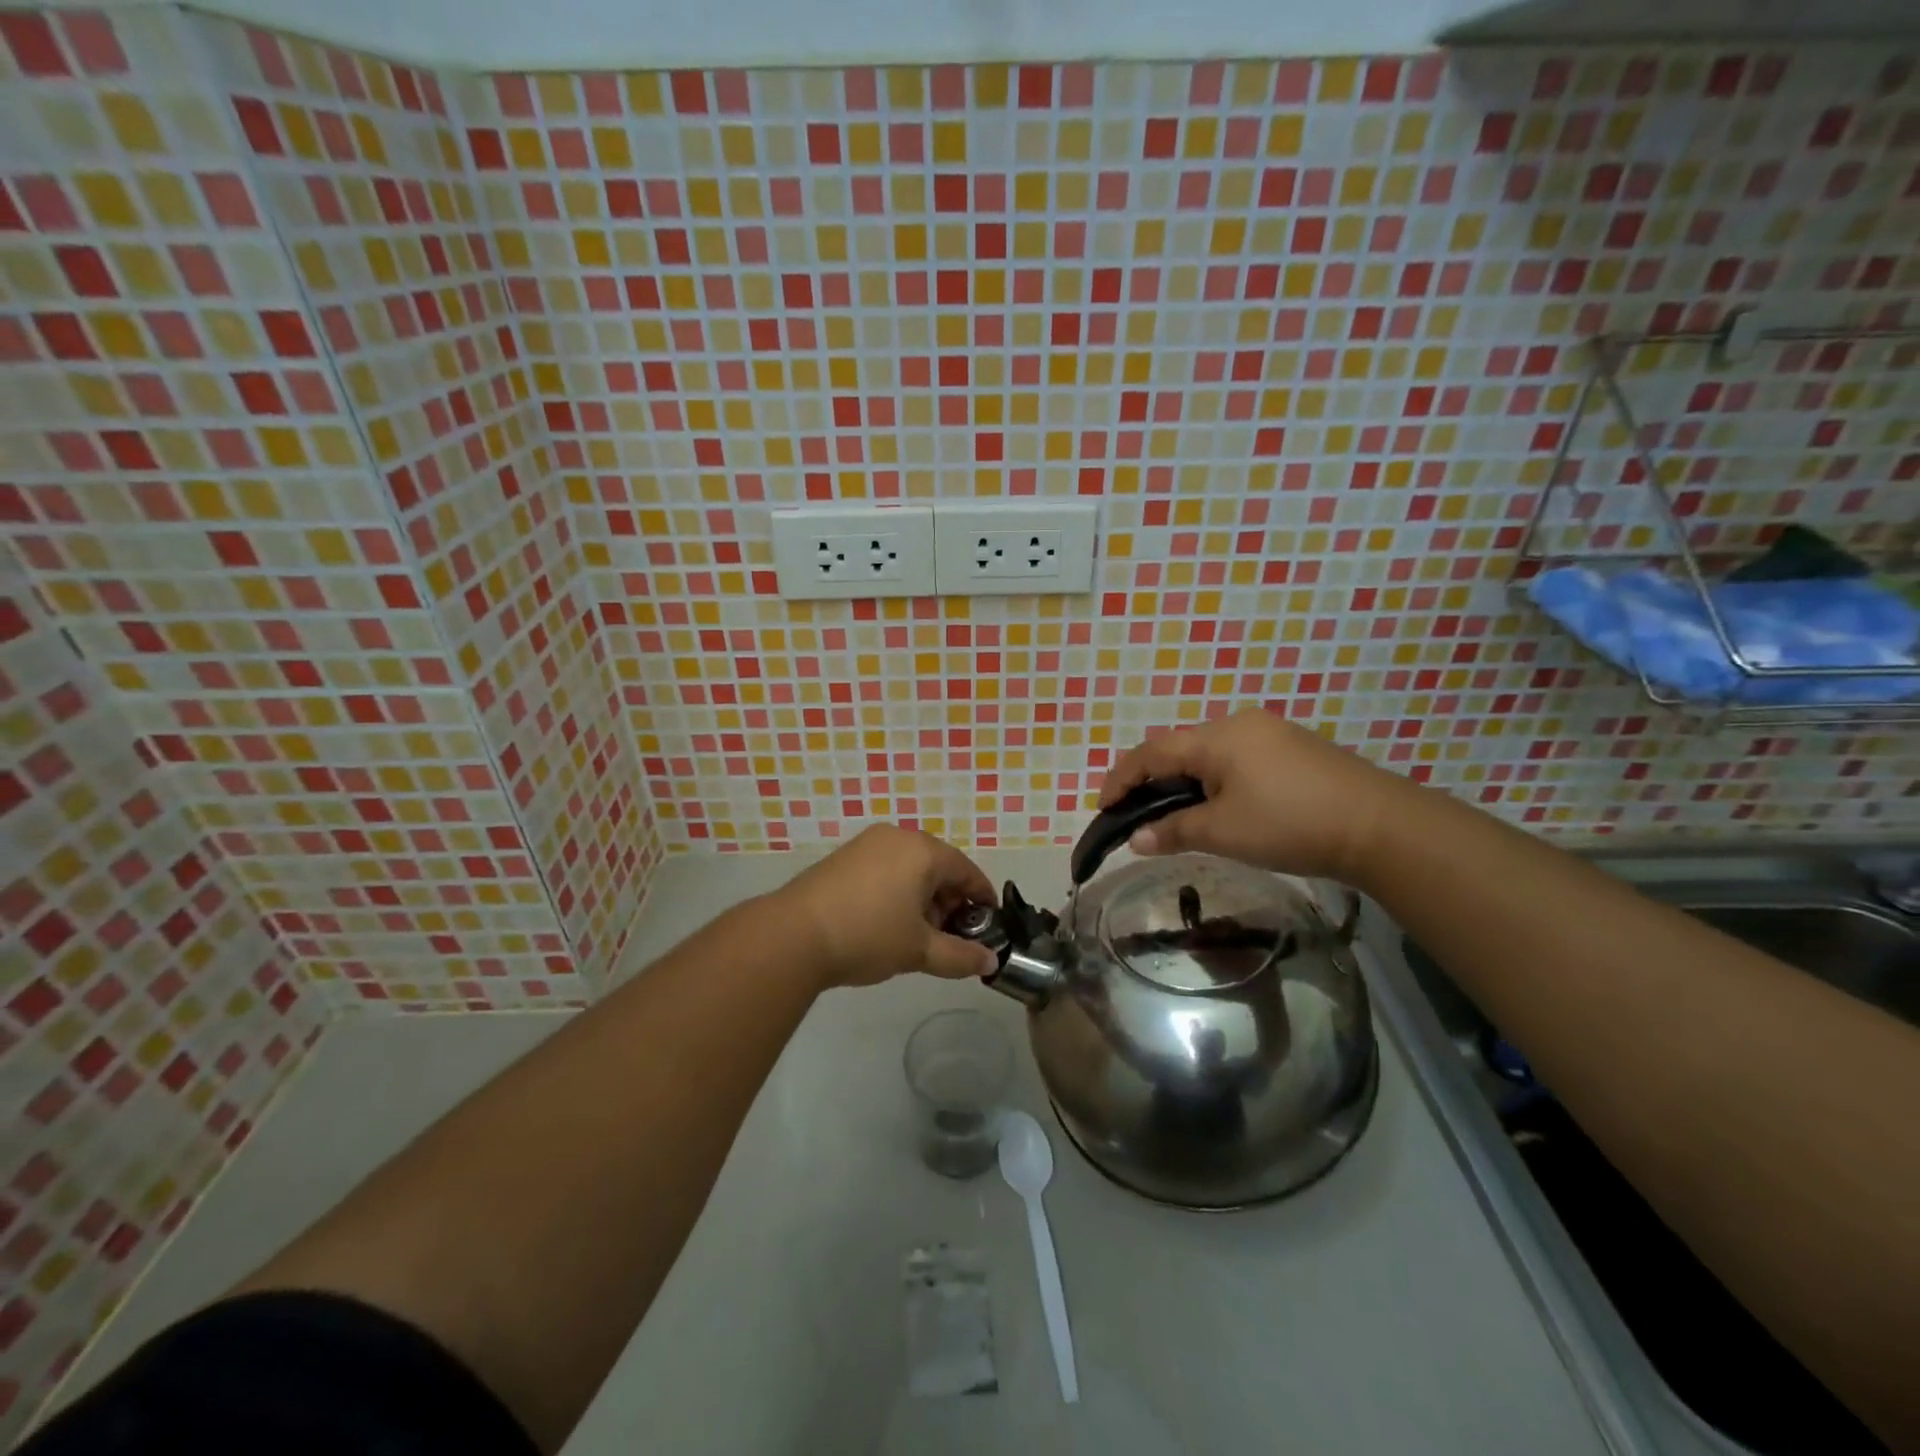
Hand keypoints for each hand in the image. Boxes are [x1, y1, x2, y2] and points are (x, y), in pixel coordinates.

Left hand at [772, 826, 999, 989]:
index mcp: (923, 851)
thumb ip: (961, 956)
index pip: (966, 870)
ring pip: (910, 868)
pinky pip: (885, 869)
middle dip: (950, 901)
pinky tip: (887, 922)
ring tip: (918, 934)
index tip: (989, 923)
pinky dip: (897, 891)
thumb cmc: (867, 936)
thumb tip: (991, 963)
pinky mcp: (843, 857)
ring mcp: (867, 844)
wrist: (793, 935)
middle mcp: (897, 837)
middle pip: (938, 866)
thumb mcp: (920, 950)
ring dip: (923, 898)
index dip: (982, 897)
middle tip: (951, 935)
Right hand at [1099, 709, 1409, 882]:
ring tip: (1172, 815)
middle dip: (1150, 780)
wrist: (1379, 826)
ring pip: (1207, 754)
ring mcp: (1270, 733)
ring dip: (1182, 782)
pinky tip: (1218, 807)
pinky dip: (1213, 781)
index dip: (1121, 779)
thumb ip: (1172, 831)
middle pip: (1178, 748)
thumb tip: (1136, 839)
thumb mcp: (1223, 832)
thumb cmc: (1290, 824)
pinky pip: (1235, 759)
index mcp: (1216, 737)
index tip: (1102, 808)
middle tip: (1135, 814)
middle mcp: (1239, 724)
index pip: (1151, 753)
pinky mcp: (1293, 749)